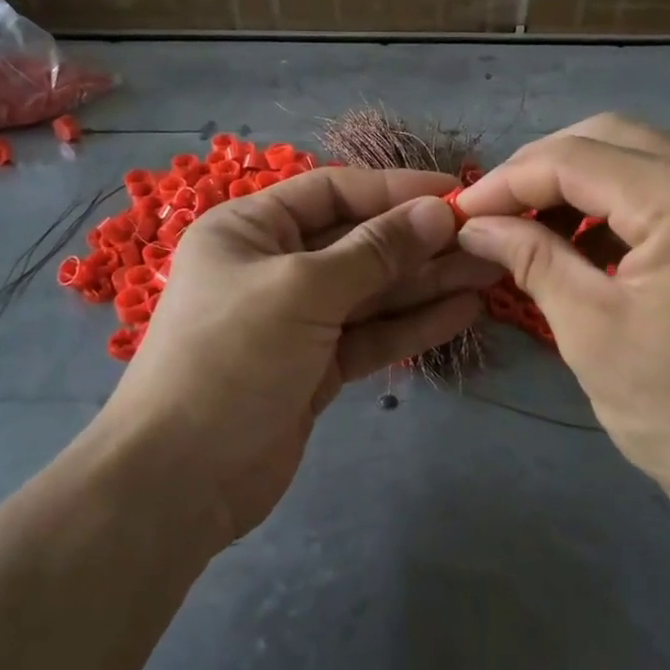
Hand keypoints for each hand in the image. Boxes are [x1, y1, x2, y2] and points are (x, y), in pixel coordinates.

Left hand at [106, 167, 494, 542]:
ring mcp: (297, 321)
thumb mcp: (303, 290)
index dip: (395, 190)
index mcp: (251, 229)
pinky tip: (462, 312)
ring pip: (371, 292)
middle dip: (419, 241)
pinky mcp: (316, 367)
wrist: (181, 479)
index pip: (333, 192)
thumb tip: (437, 212)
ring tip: (489, 271)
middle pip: (358, 242)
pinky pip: (370, 336)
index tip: (455, 193)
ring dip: (426, 283)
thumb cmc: (231, 358)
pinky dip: (412, 325)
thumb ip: (374, 251)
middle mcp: (274, 266)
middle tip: (487, 238)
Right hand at [452, 114, 669, 536]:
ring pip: (642, 162)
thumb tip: (475, 224)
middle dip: (542, 169)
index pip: (576, 158)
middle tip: (494, 212)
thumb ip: (531, 259)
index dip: (507, 180)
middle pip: (612, 139)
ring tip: (531, 231)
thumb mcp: (591, 332)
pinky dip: (618, 210)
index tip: (460, 213)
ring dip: (580, 186)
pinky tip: (585, 249)